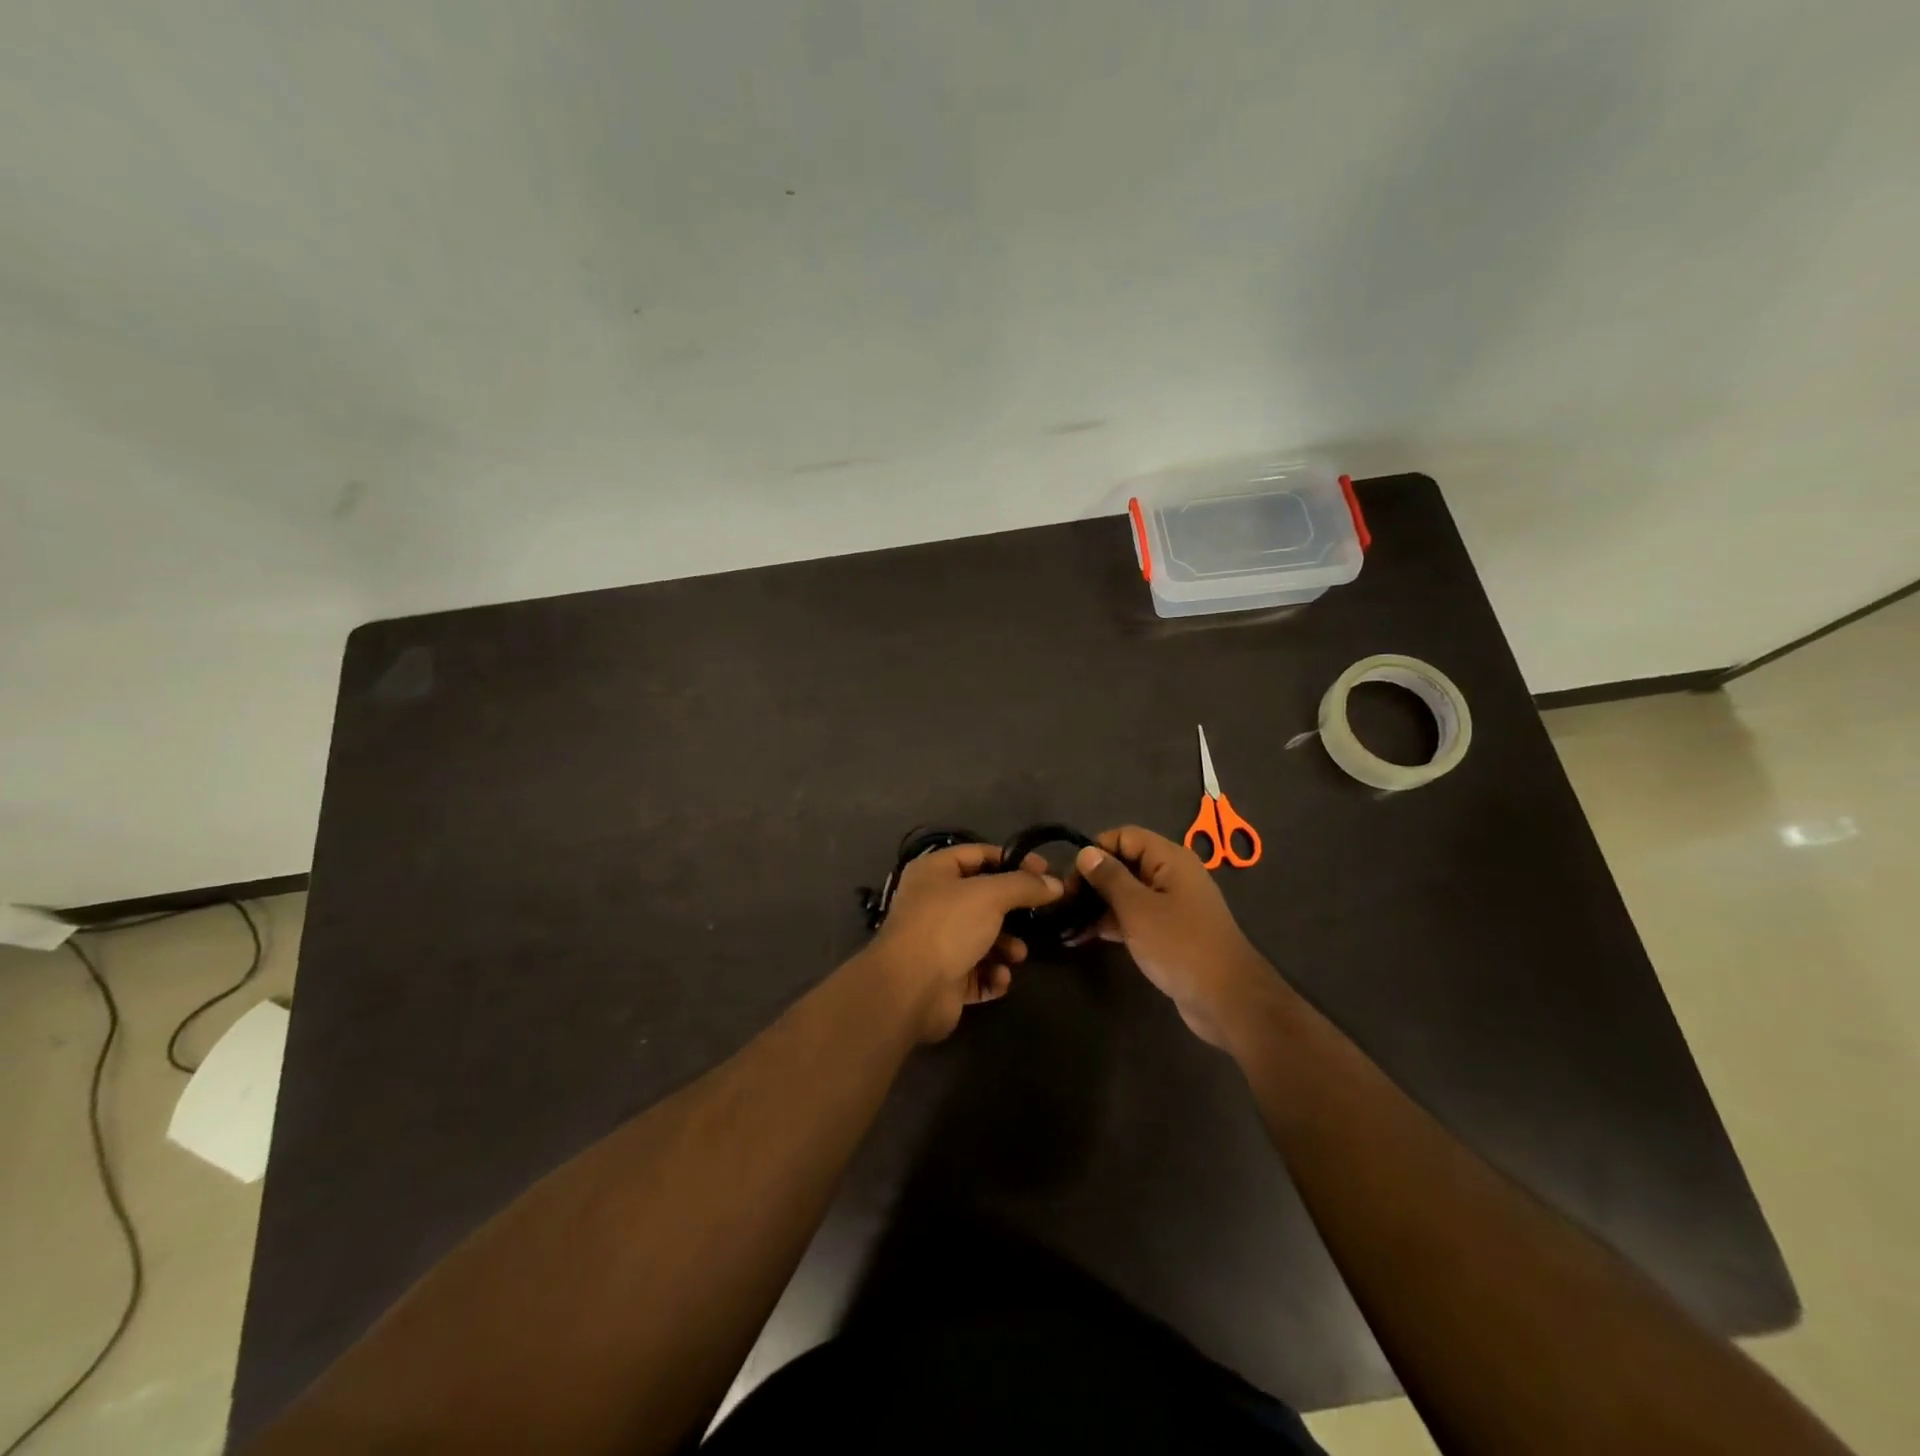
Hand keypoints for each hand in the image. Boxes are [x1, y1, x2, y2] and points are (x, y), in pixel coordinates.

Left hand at [865, 844, 1063, 1042]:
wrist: (910, 989)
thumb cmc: (947, 926)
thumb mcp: (990, 895)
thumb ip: (1024, 886)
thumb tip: (1056, 884)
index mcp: (934, 872)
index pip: (979, 854)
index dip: (1013, 860)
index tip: (1045, 871)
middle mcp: (933, 903)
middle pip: (983, 899)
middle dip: (1012, 910)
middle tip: (1041, 915)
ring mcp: (937, 941)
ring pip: (983, 937)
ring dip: (1006, 946)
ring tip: (1017, 955)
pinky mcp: (944, 977)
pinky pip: (977, 971)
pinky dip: (992, 974)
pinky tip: (1000, 978)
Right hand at [1073, 826, 1273, 1046]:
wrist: (1227, 1000)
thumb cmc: (1180, 945)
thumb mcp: (1137, 908)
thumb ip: (1109, 878)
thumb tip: (1086, 852)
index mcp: (1169, 859)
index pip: (1124, 836)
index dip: (1096, 850)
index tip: (1071, 877)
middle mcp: (1172, 875)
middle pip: (1124, 863)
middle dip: (1092, 880)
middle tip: (1062, 903)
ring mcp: (1172, 905)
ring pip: (1127, 893)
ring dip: (1097, 905)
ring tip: (1065, 923)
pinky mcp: (1169, 932)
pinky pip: (1135, 917)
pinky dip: (1111, 924)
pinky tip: (1082, 937)